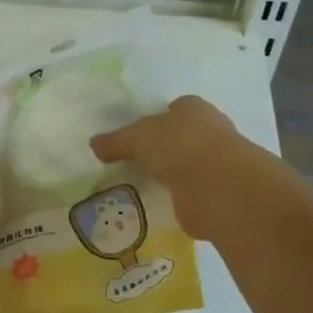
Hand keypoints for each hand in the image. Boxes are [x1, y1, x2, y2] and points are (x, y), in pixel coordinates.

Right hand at [90, 96, 264, 240]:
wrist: (218, 187)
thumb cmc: (180, 146)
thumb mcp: (138, 138)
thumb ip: (116, 141)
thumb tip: (94, 144)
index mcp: (194, 109)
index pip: (176, 108)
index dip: (158, 118)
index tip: (139, 134)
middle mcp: (210, 132)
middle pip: (182, 136)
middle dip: (164, 147)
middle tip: (135, 160)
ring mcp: (216, 164)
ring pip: (187, 165)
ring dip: (172, 173)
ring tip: (143, 184)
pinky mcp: (216, 193)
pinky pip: (190, 192)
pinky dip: (178, 197)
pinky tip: (159, 203)